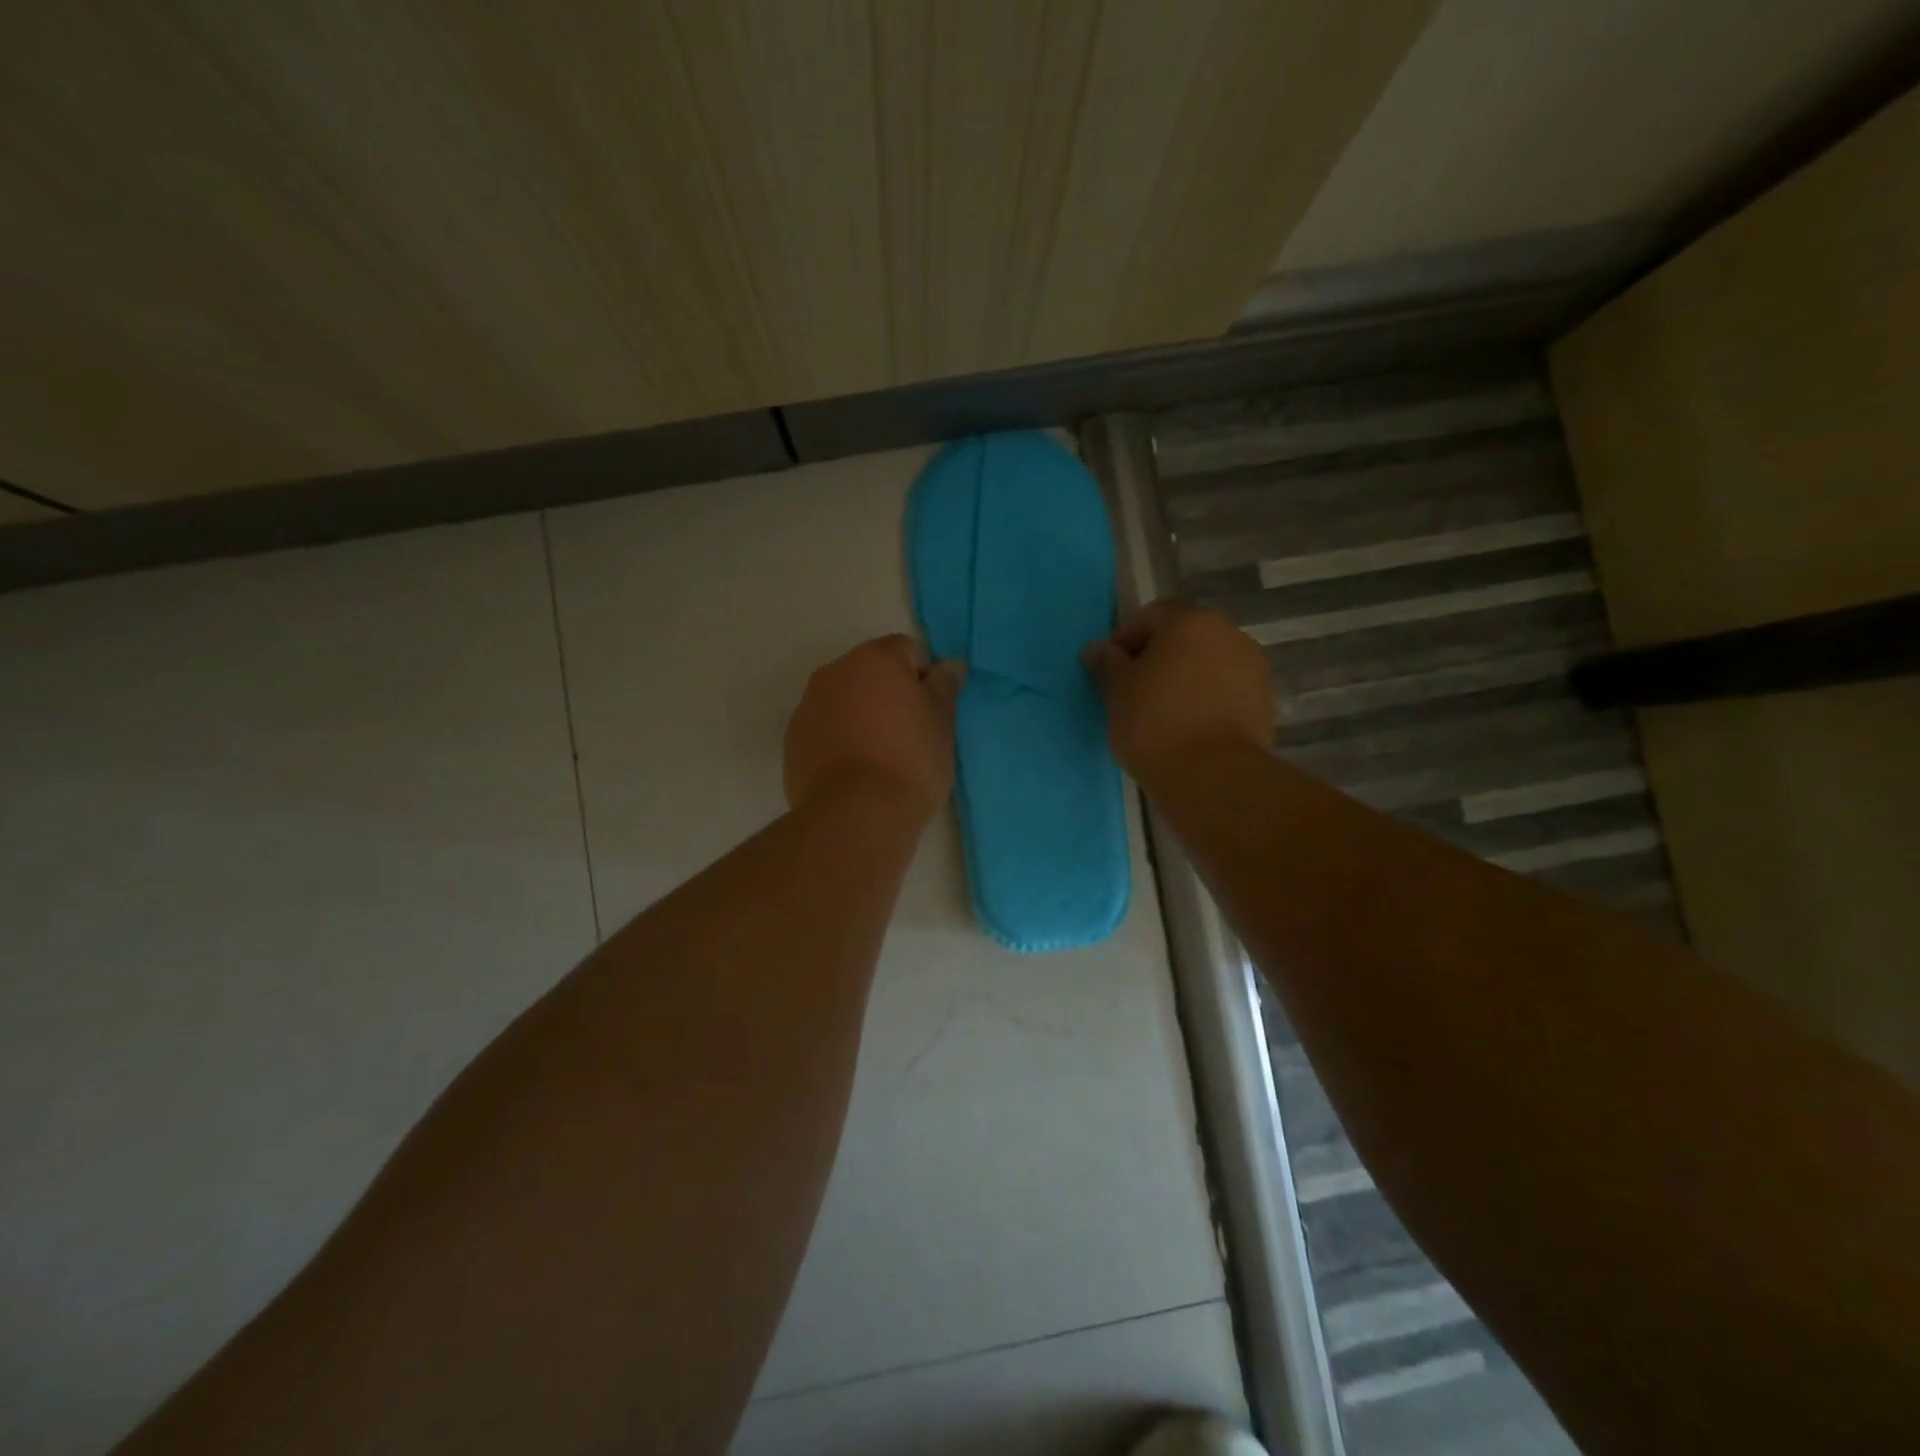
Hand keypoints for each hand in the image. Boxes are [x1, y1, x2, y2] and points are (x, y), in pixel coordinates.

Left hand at [784, 635, 964, 822]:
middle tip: (910, 735)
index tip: (931, 714)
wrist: (856, 814)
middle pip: (871, 672)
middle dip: (889, 694)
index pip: (908, 651)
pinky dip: (839, 739)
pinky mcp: (793, 740)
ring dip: (862, 716)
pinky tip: (855, 771)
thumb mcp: (942, 723)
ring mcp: (808, 705)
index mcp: (874, 659)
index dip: (924, 679)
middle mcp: (835, 672)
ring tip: (880, 757)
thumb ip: (944, 687)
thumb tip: (948, 665)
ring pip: (845, 700)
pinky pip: (824, 728)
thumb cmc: (911, 761)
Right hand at [1082, 601, 1272, 778]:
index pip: (1150, 616)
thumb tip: (1097, 648)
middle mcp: (1228, 634)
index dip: (1124, 639)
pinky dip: (1202, 700)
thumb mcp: (1118, 691)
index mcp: (1190, 621)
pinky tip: (1184, 728)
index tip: (1108, 670)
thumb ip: (1107, 663)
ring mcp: (1252, 668)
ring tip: (1158, 713)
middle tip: (1131, 690)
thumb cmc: (1155, 723)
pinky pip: (1222, 690)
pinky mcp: (1263, 702)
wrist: (1214, 776)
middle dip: (1155, 658)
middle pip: (1182, 637)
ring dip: (1181, 679)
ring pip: (1205, 664)